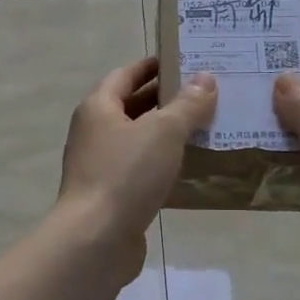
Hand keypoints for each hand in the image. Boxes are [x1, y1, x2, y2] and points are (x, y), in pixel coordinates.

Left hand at [58, 58, 216, 276]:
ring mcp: (99, 166)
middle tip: (203, 94)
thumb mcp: (164, 132)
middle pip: (130, 107)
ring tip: (203, 128)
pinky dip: (161, 164)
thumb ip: (187, 105)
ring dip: (165, 134)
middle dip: (164, 100)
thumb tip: (205, 78)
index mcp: (98, 108)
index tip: (181, 61)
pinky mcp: (110, 195)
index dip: (152, 66)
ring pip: (137, 140)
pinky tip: (188, 168)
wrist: (96, 238)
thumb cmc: (126, 174)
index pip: (125, 75)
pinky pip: (139, 170)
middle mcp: (94, 132)